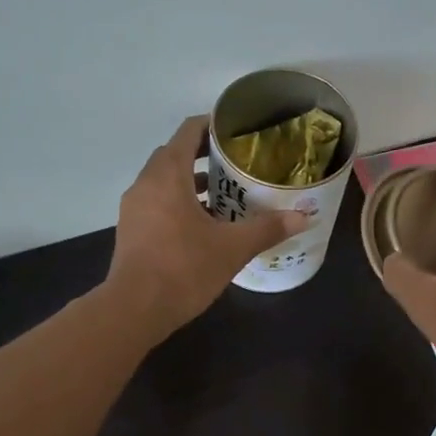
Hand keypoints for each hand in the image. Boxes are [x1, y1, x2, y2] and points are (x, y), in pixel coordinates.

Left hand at [106, 116, 308, 340]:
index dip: (212, 126)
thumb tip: (304, 217)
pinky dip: (178, 204)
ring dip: (191, 183)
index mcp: (168, 175)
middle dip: (204, 156)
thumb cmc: (184, 269)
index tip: (237, 132)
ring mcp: (134, 208)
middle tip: (237, 165)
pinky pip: (157, 204)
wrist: (135, 309)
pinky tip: (202, 227)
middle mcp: (146, 184)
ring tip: (225, 196)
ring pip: (164, 182)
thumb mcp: (232, 248)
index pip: (188, 132)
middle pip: (174, 156)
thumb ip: (267, 228)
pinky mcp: (131, 231)